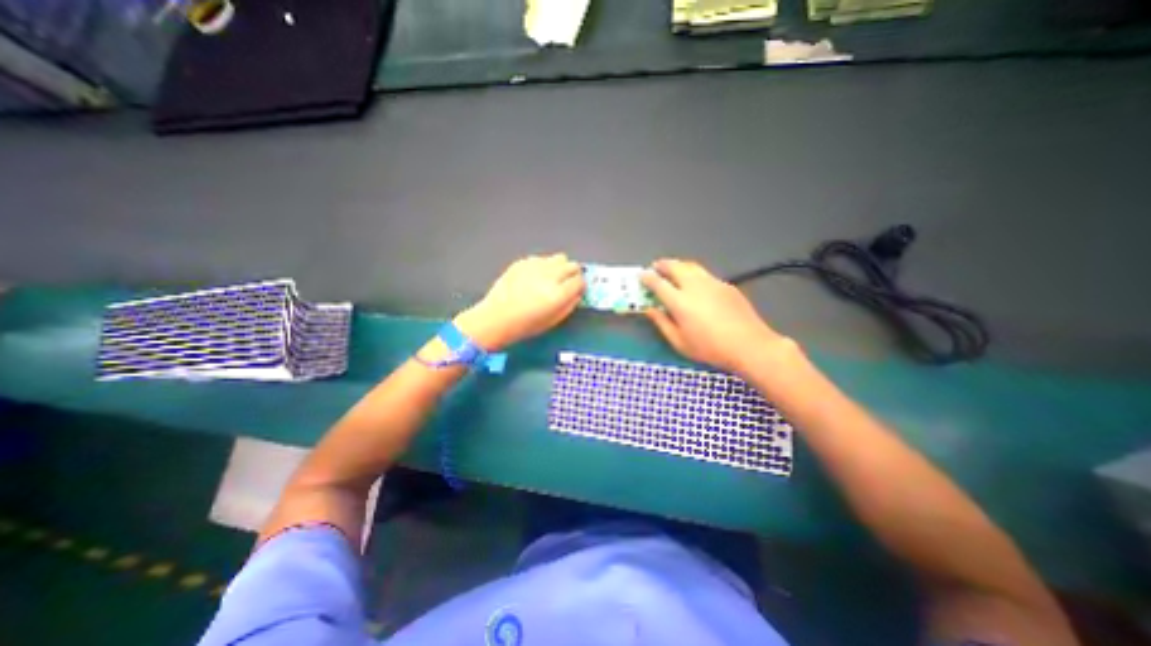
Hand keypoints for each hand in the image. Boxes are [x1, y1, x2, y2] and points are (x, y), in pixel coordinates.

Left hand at [457, 251, 588, 353]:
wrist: (496, 318)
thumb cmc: (525, 325)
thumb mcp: (553, 321)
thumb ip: (569, 305)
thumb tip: (577, 294)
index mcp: (558, 294)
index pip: (580, 281)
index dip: (580, 286)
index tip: (576, 290)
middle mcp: (550, 276)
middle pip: (572, 265)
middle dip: (573, 274)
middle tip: (567, 283)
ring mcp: (535, 266)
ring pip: (560, 258)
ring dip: (560, 267)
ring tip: (552, 277)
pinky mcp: (523, 262)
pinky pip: (542, 259)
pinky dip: (544, 266)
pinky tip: (535, 277)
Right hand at [643, 257, 796, 375]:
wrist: (749, 345)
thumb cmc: (710, 348)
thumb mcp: (679, 342)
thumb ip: (662, 323)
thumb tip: (649, 309)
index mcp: (680, 301)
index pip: (658, 283)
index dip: (647, 278)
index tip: (641, 275)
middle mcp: (695, 286)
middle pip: (675, 266)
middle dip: (662, 265)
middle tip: (656, 267)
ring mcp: (712, 283)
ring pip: (691, 266)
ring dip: (678, 265)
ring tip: (673, 270)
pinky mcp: (726, 285)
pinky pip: (705, 274)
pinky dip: (694, 274)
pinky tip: (696, 285)